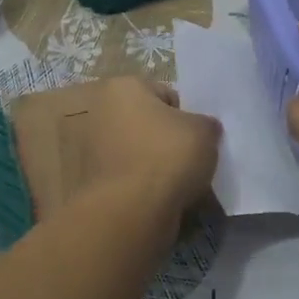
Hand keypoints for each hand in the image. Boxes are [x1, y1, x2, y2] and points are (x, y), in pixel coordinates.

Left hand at [71, 76, 220, 222]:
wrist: (132, 211)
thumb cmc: (168, 156)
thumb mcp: (205, 131)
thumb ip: (206, 124)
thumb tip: (204, 129)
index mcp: (123, 87)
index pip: (166, 95)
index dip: (187, 116)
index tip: (197, 138)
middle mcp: (101, 111)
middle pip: (148, 123)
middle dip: (167, 139)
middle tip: (190, 160)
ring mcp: (92, 148)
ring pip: (139, 151)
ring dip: (155, 164)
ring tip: (179, 183)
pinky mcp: (92, 181)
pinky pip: (130, 177)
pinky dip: (143, 185)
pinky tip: (162, 199)